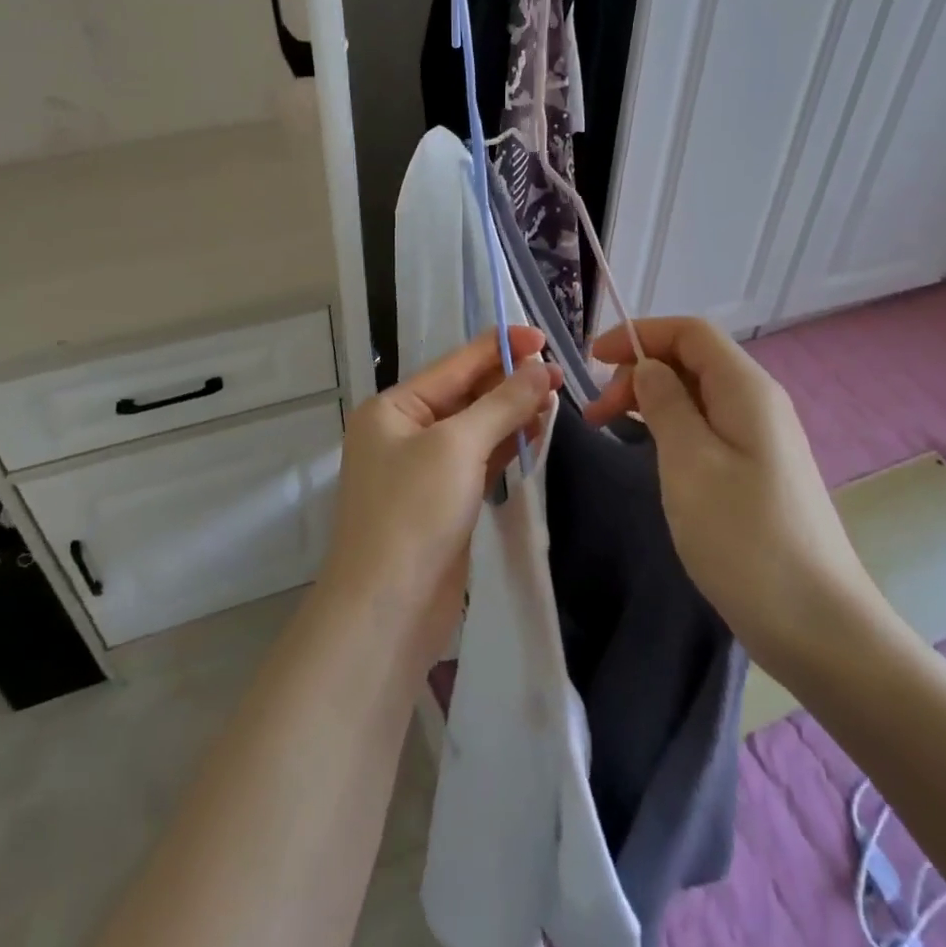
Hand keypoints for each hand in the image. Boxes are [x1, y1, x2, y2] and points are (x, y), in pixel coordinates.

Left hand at [321, 327, 560, 672]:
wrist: (387, 609)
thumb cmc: (413, 513)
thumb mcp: (457, 447)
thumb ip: (501, 404)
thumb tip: (541, 370)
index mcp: (393, 408)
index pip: (454, 365)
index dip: (498, 348)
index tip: (543, 337)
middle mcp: (403, 431)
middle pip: (465, 394)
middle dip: (509, 382)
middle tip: (558, 374)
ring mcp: (423, 467)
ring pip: (475, 427)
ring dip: (512, 412)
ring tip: (555, 398)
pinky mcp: (443, 499)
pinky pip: (478, 458)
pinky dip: (506, 444)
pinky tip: (536, 431)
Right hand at [584, 317, 886, 679]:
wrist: (818, 626)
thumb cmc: (745, 538)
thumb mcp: (690, 462)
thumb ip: (665, 403)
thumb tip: (648, 368)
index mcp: (746, 389)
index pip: (690, 332)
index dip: (639, 334)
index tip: (592, 360)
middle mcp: (758, 403)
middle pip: (692, 360)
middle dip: (638, 371)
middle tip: (596, 414)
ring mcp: (761, 439)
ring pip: (697, 395)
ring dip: (650, 401)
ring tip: (611, 430)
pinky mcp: (758, 471)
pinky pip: (707, 427)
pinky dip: (670, 427)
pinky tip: (651, 453)